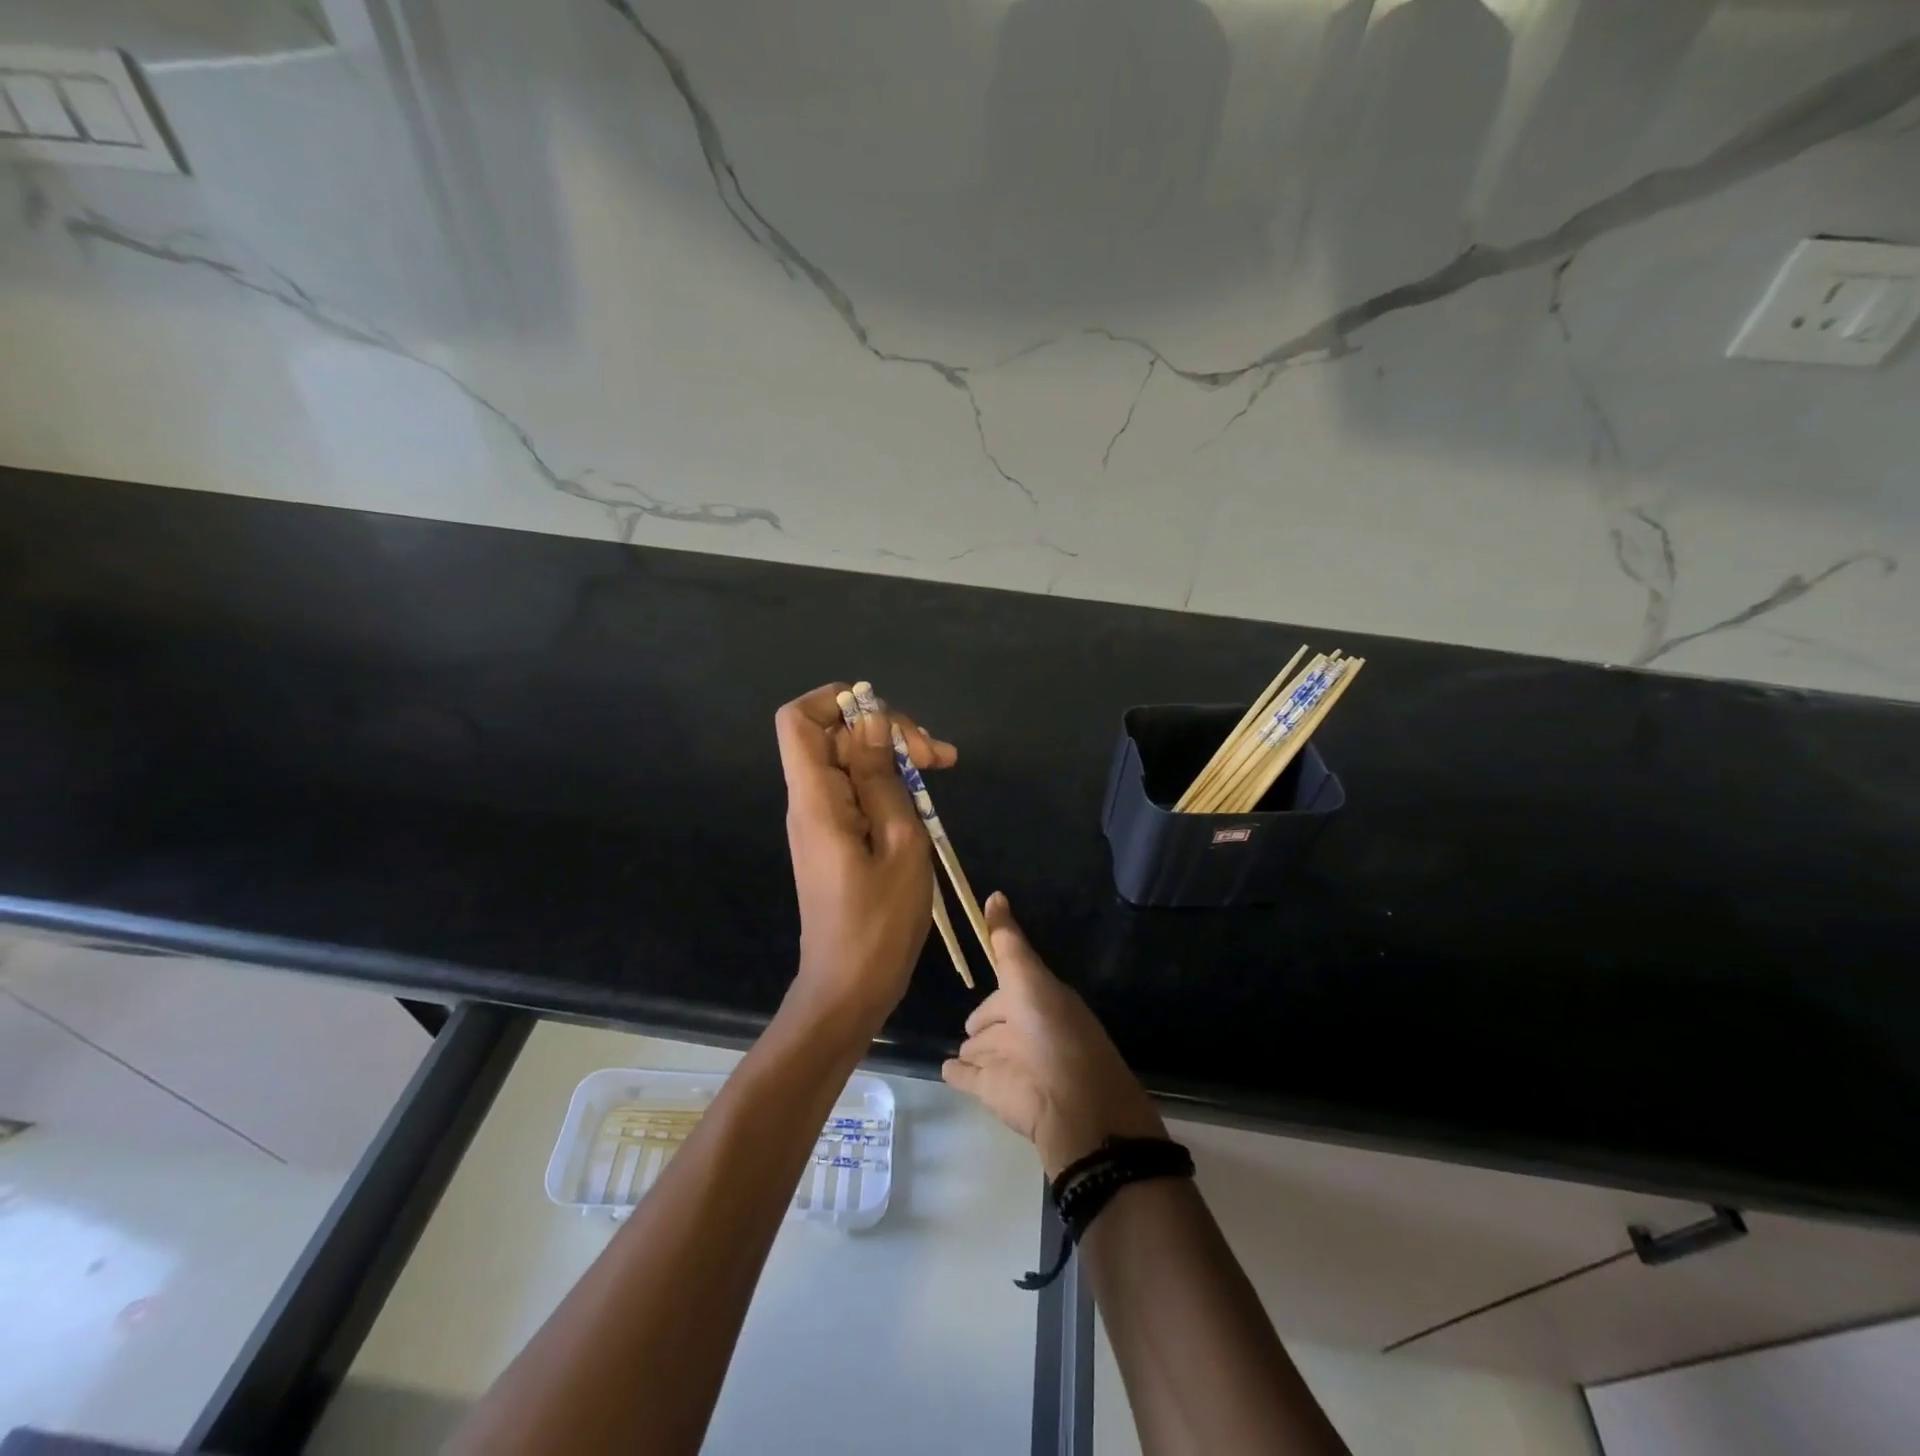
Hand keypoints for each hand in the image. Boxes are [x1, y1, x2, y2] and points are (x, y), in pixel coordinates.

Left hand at [776, 683, 956, 1032]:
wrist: (850, 989)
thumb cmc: (879, 922)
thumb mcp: (898, 842)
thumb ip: (882, 777)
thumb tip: (870, 720)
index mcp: (816, 799)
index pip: (798, 720)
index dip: (835, 701)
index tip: (885, 715)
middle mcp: (810, 802)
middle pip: (833, 736)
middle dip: (885, 731)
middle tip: (936, 754)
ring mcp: (822, 821)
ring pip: (850, 762)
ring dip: (894, 756)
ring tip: (943, 765)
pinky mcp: (836, 839)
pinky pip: (856, 792)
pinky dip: (889, 784)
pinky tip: (925, 795)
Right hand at [942, 893, 1165, 1175]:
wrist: (1071, 1107)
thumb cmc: (1052, 1033)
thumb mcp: (1029, 978)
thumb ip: (1008, 941)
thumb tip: (995, 894)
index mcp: (1040, 1002)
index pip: (1013, 986)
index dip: (1001, 979)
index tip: (982, 968)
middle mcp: (1025, 1030)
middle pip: (1000, 1020)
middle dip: (986, 1020)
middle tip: (971, 1023)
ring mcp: (1009, 1063)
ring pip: (986, 1049)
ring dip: (974, 1048)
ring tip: (960, 1049)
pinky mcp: (993, 1092)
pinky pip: (968, 1077)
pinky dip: (959, 1072)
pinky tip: (947, 1068)